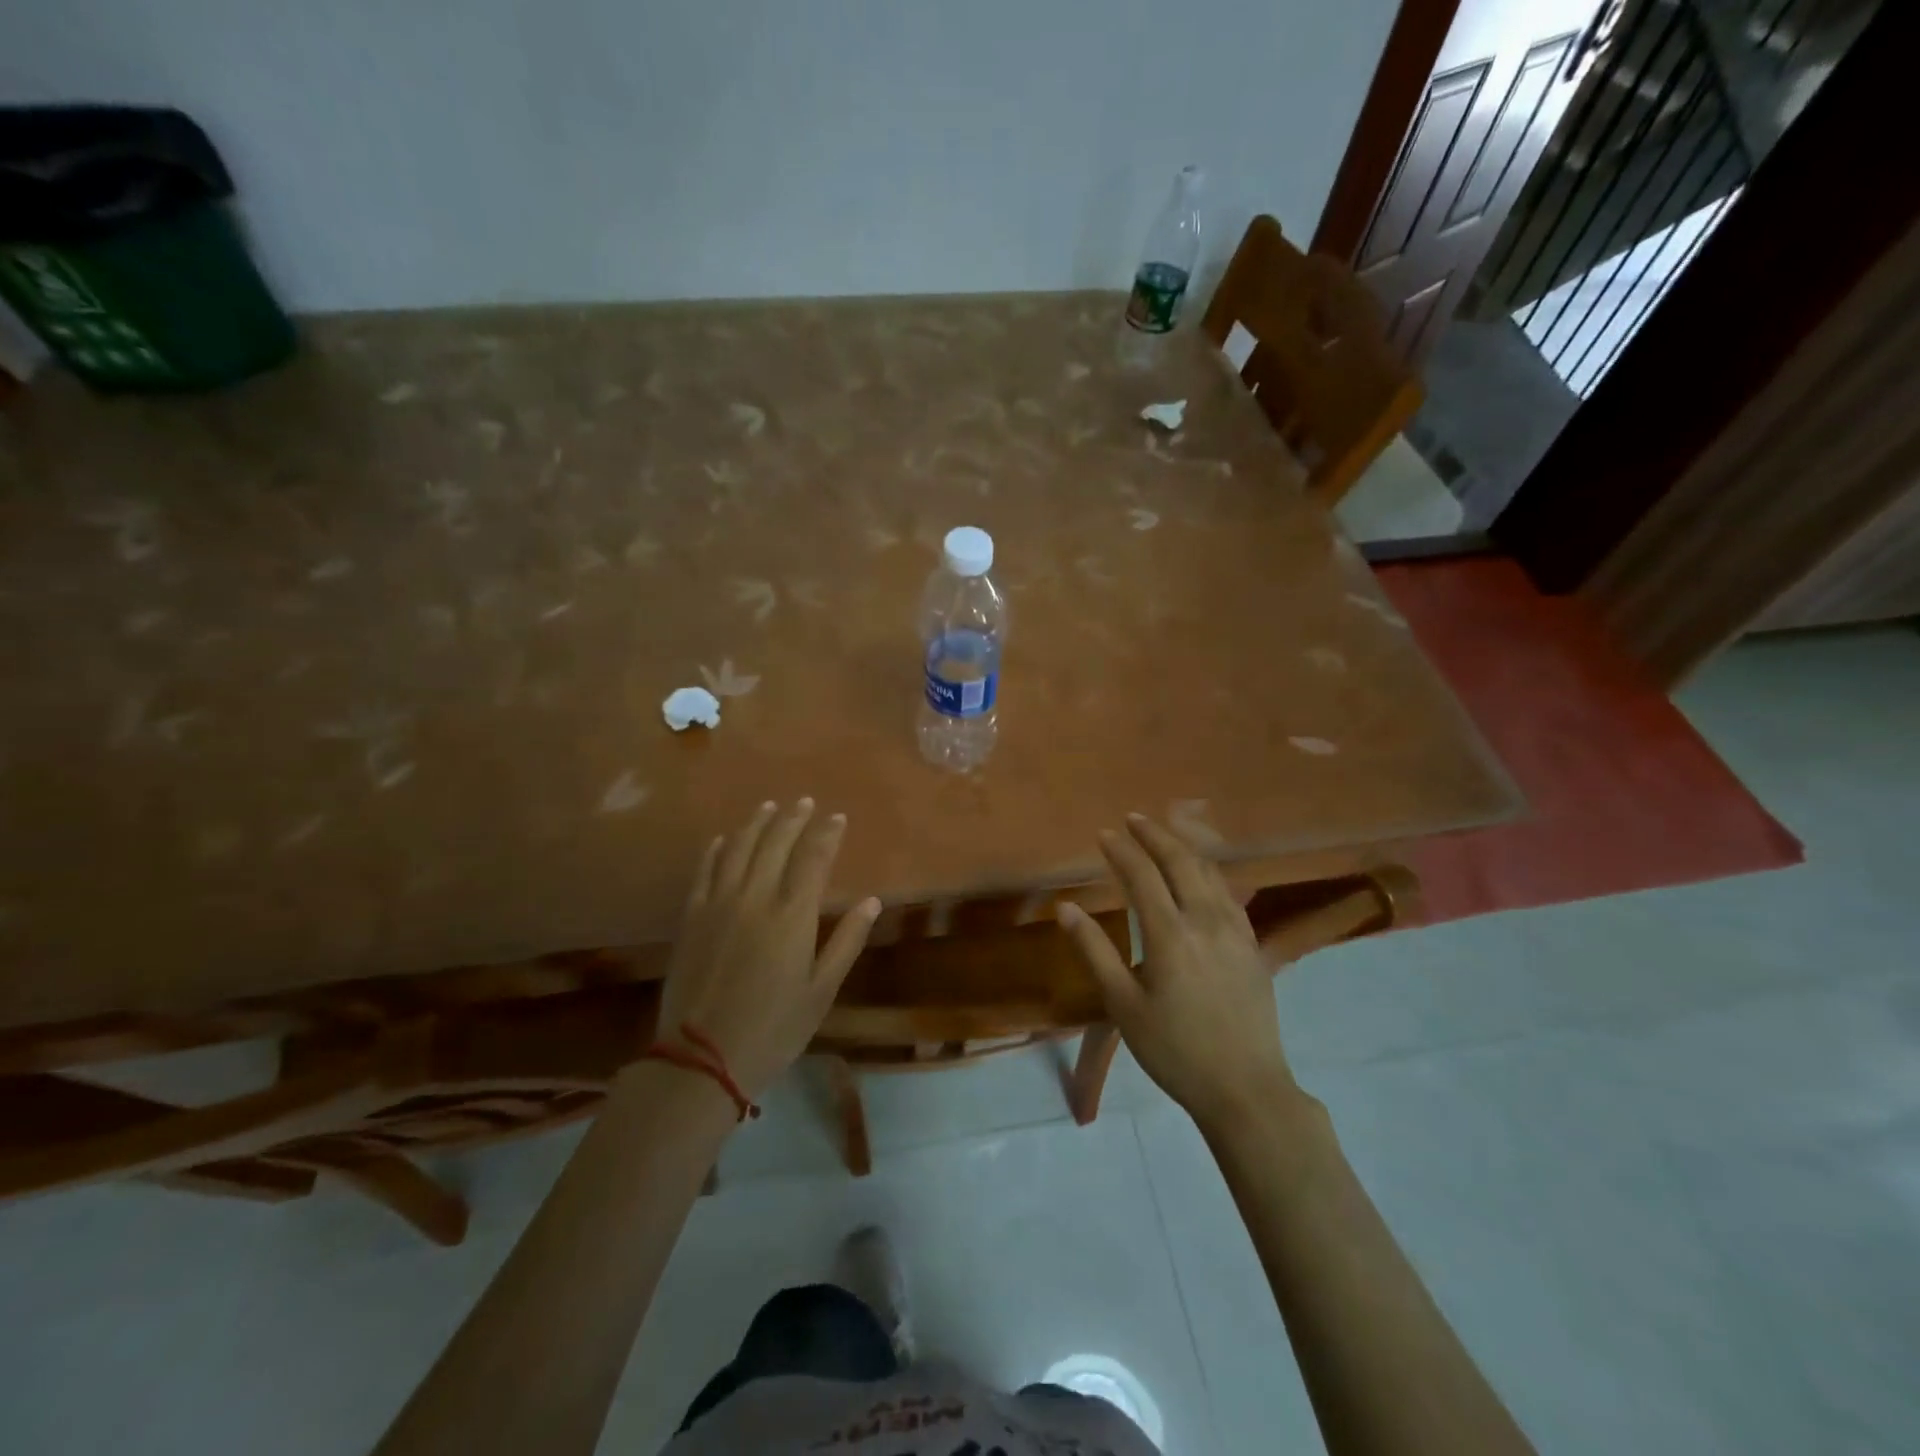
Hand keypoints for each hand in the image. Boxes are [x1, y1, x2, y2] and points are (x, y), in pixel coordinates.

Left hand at [658, 799, 879, 1099]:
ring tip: (769, 807)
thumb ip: (846, 941)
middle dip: (793, 818)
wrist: (700, 1057)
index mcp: (792, 915)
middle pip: (776, 843)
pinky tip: (725, 839)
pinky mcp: (691, 917)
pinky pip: (705, 870)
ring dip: (757, 823)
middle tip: (805, 802)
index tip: (837, 817)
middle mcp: (755, 897)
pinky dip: (717, 849)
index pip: (814, 858)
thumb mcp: (821, 991)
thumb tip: (872, 901)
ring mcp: (718, 903)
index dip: (827, 833)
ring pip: (739, 848)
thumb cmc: (773, 1028)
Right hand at [1057, 813, 1300, 1134]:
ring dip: (1183, 847)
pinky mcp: (1252, 945)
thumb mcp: (1123, 1005)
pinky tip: (1200, 874)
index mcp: (1170, 936)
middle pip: (1180, 862)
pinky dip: (1208, 871)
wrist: (1246, 1089)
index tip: (1103, 834)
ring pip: (1209, 873)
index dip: (1121, 851)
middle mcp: (1206, 922)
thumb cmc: (1174, 1050)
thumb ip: (1094, 951)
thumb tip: (1065, 908)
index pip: (1142, 876)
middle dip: (1155, 835)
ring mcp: (1235, 931)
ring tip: (1163, 835)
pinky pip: (1228, 892)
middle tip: (1133, 819)